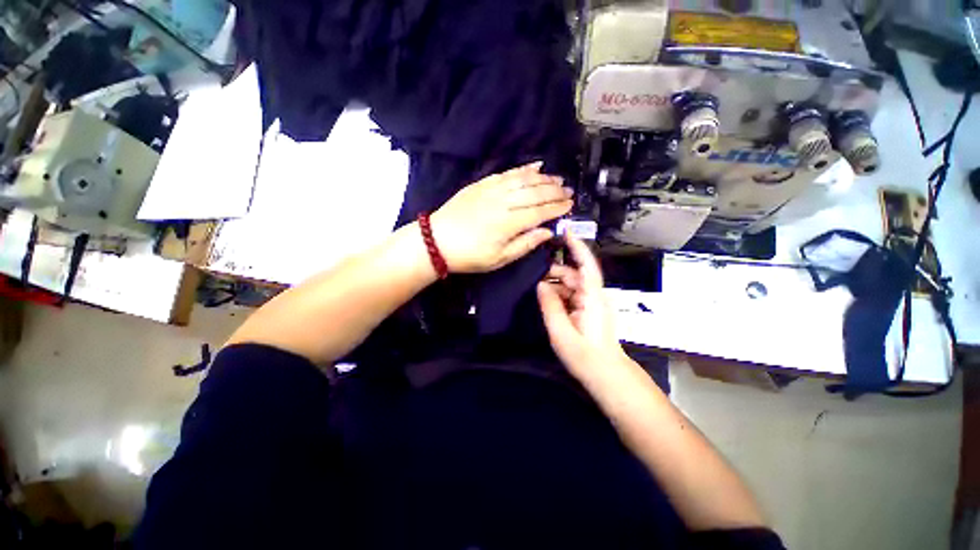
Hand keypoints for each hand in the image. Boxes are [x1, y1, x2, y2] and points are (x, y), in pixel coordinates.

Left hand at [430, 162, 572, 272]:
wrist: (436, 241)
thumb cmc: (469, 255)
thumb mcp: (499, 259)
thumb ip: (525, 244)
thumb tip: (547, 233)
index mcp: (509, 223)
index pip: (540, 212)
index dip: (557, 208)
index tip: (570, 205)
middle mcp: (503, 202)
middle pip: (535, 193)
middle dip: (555, 191)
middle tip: (568, 191)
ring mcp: (491, 190)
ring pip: (523, 180)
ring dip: (543, 178)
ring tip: (557, 178)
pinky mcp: (482, 184)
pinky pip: (507, 173)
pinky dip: (523, 168)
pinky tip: (534, 166)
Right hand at [537, 235, 626, 375]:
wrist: (606, 375)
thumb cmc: (586, 357)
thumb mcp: (562, 333)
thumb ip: (550, 306)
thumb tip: (540, 285)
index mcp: (592, 297)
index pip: (586, 265)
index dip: (576, 247)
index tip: (564, 231)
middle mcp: (593, 295)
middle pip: (574, 274)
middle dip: (554, 272)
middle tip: (532, 276)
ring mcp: (591, 303)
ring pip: (571, 285)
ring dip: (554, 285)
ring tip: (536, 291)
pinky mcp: (587, 310)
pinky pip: (571, 295)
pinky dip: (558, 295)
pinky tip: (545, 301)